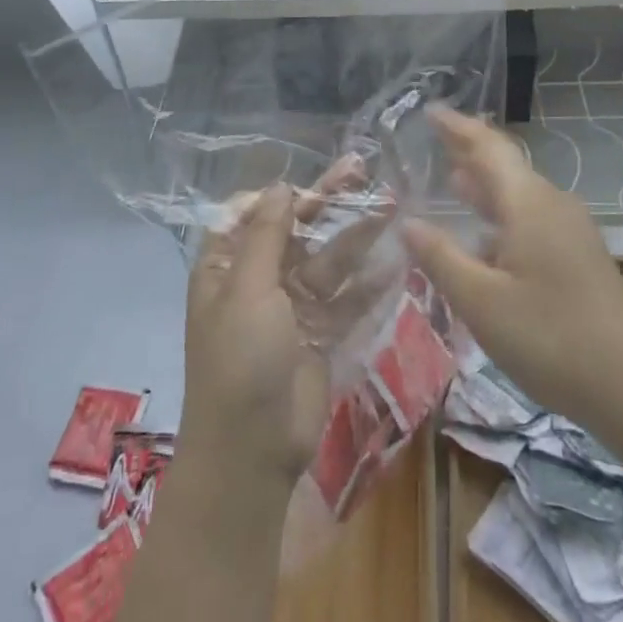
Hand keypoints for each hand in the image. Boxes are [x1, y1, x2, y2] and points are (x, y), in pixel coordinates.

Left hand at [182, 173, 391, 491]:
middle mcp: (258, 280)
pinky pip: (346, 298)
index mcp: (226, 266)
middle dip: (328, 203)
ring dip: (355, 234)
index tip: (315, 182)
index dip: (283, 195)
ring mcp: (292, 307)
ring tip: (390, 203)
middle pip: (297, 231)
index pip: (253, 214)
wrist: (252, 451)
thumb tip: (280, 186)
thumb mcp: (248, 290)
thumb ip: (268, 236)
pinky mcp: (320, 333)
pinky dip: (368, 281)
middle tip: (363, 170)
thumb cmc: (240, 360)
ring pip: (327, 260)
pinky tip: (396, 257)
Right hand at [401, 106, 622, 427]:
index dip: (458, 128)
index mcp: (528, 204)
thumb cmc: (550, 337)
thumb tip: (409, 222)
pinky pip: (531, 220)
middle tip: (434, 141)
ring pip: (519, 196)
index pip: (488, 148)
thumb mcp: (481, 300)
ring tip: (452, 181)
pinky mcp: (579, 258)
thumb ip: (440, 257)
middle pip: (505, 167)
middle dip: (469, 153)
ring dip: (485, 187)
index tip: (430, 111)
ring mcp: (571, 231)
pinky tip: (485, 240)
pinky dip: (501, 216)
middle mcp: (552, 206)